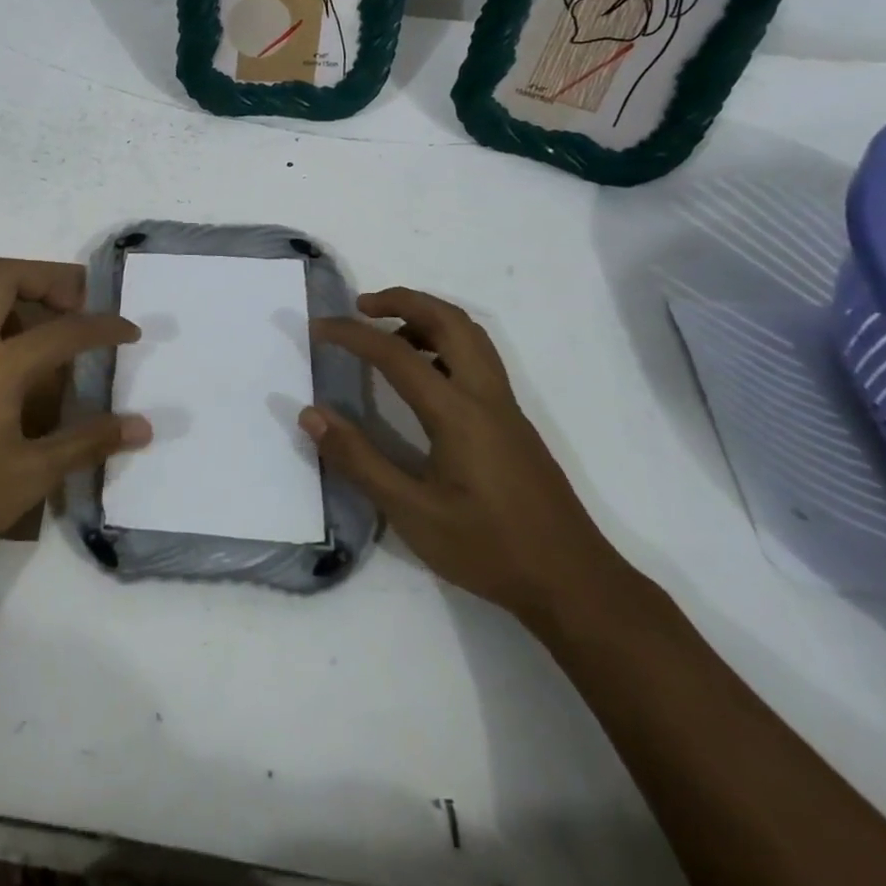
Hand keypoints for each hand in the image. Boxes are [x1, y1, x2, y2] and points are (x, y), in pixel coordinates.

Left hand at [0, 265, 148, 570]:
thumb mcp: (30, 474)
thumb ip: (87, 443)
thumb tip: (141, 426)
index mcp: (1, 365)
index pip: (65, 331)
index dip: (104, 328)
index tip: (131, 332)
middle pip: (8, 280)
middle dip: (48, 283)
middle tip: (73, 309)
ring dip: (5, 293)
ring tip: (29, 324)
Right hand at [308, 288, 624, 624]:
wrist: (574, 584)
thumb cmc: (489, 549)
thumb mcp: (412, 513)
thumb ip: (359, 460)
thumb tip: (311, 414)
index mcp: (458, 413)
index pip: (397, 354)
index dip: (353, 334)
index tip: (319, 327)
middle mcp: (485, 396)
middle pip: (449, 320)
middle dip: (403, 300)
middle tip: (362, 306)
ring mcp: (505, 407)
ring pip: (470, 335)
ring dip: (427, 316)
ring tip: (388, 333)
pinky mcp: (513, 422)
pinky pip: (478, 357)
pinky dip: (445, 342)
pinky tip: (424, 376)